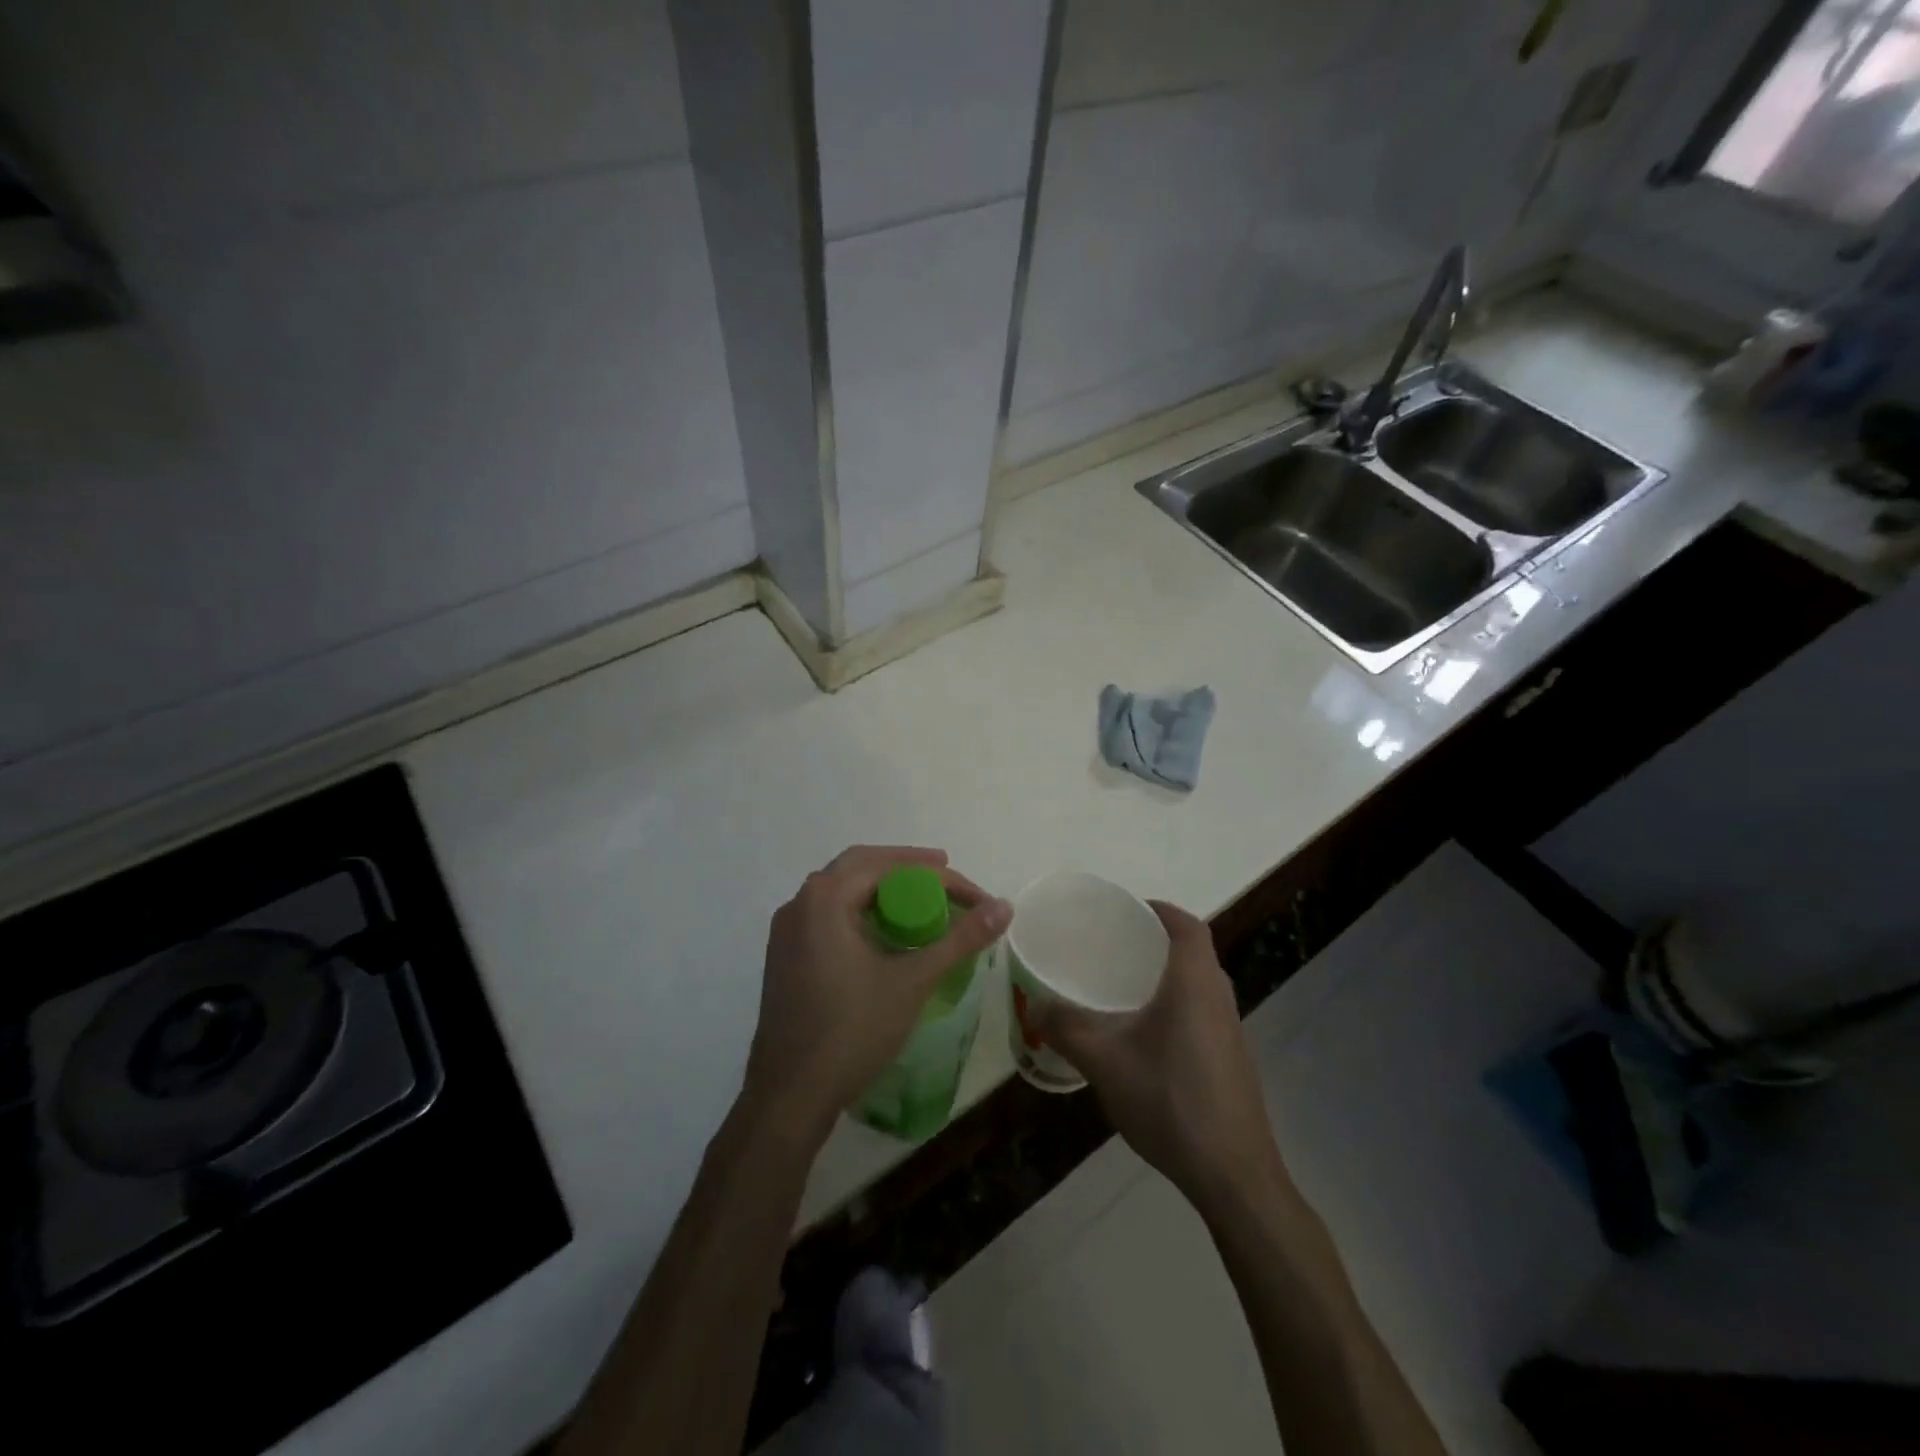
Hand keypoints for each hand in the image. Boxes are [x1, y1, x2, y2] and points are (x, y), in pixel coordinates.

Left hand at [742, 845, 1009, 1143]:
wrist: (789, 1096)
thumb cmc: (852, 1032)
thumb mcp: (913, 982)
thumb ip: (960, 940)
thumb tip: (1005, 906)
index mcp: (825, 899)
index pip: (888, 865)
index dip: (938, 876)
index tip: (975, 896)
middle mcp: (799, 903)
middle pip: (859, 865)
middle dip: (906, 867)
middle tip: (945, 876)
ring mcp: (786, 931)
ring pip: (840, 889)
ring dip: (881, 886)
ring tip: (920, 898)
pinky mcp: (784, 956)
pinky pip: (827, 913)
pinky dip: (860, 909)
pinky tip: (883, 931)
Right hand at [1030, 900, 1284, 1210]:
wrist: (1233, 1175)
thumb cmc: (1170, 1101)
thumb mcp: (1105, 1063)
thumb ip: (1066, 1029)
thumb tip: (1033, 1004)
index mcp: (1195, 983)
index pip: (1187, 925)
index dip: (1159, 910)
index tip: (1127, 910)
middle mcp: (1219, 998)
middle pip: (1194, 951)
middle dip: (1156, 941)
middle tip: (1114, 946)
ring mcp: (1231, 1031)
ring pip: (1199, 984)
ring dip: (1167, 975)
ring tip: (1123, 986)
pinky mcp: (1232, 1060)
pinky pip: (1202, 1012)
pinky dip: (1176, 1005)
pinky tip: (1145, 1036)